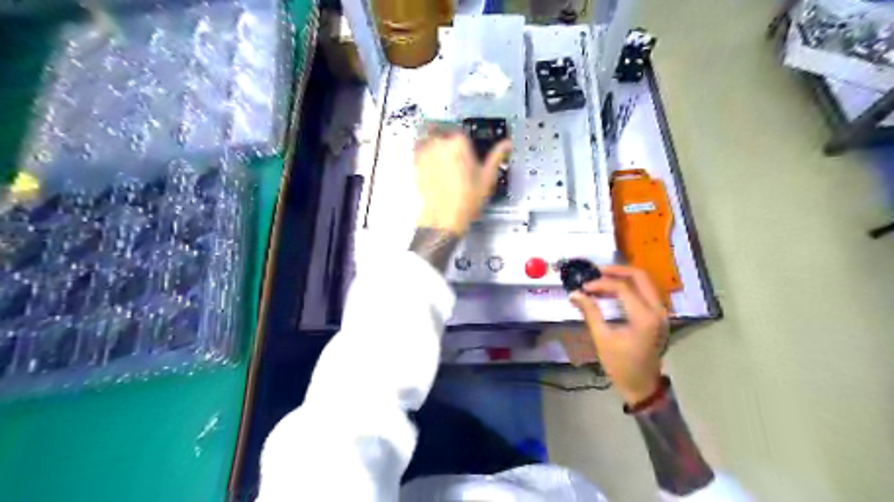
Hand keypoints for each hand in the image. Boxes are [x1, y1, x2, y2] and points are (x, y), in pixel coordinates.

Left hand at [411, 125, 508, 235]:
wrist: (443, 218)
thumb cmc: (467, 199)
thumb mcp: (487, 177)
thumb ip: (497, 156)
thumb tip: (507, 144)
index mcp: (459, 142)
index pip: (461, 130)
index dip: (464, 138)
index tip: (467, 147)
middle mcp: (440, 143)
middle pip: (442, 130)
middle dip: (448, 138)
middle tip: (454, 152)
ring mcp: (425, 152)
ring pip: (428, 136)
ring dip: (433, 140)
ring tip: (441, 154)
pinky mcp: (415, 163)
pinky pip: (418, 148)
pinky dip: (423, 149)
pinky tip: (431, 160)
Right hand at [569, 265, 666, 404]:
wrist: (642, 386)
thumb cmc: (621, 365)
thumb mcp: (602, 338)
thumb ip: (590, 312)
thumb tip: (574, 294)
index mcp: (644, 317)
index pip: (622, 288)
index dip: (601, 284)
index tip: (583, 287)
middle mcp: (657, 310)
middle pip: (640, 276)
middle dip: (616, 270)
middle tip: (595, 271)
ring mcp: (661, 312)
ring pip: (645, 282)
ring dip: (624, 277)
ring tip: (601, 279)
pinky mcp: (659, 316)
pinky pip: (646, 292)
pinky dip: (630, 286)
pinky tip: (612, 291)